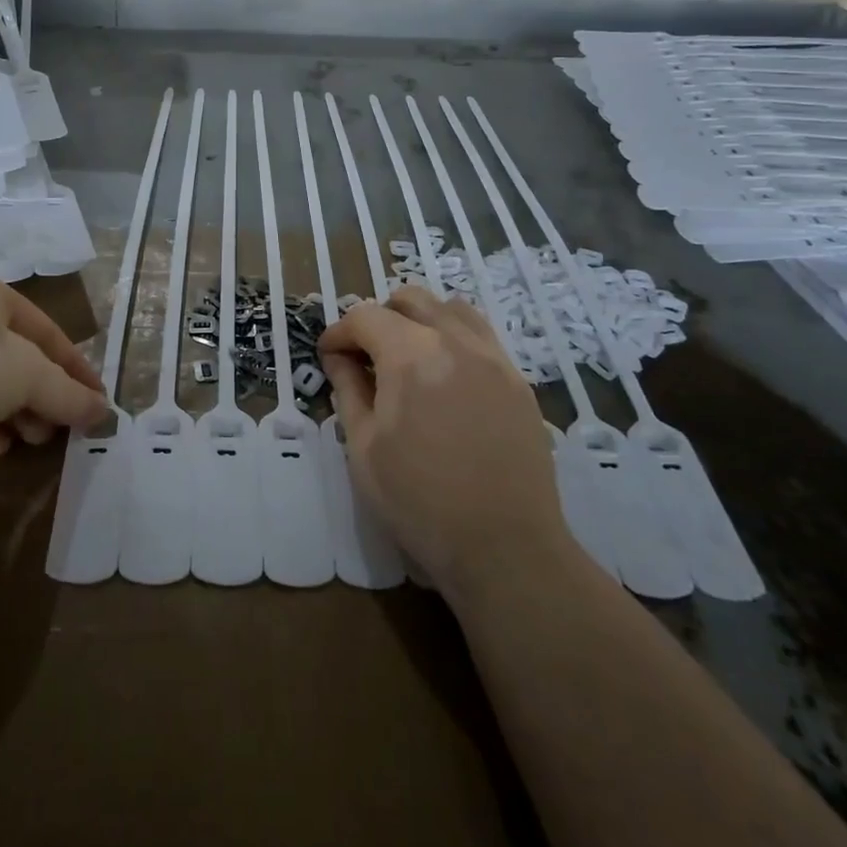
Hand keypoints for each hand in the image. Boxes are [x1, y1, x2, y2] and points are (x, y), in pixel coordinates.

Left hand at [0, 270, 105, 460]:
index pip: (46, 329)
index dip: (77, 367)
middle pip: (12, 357)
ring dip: (12, 413)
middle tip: (59, 429)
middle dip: (41, 395)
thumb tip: (105, 412)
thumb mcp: (27, 376)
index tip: (98, 402)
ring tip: (30, 443)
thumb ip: (69, 394)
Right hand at [318, 287, 567, 587]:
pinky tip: (445, 377)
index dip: (339, 332)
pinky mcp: (518, 382)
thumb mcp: (363, 447)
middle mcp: (456, 341)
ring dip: (421, 319)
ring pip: (452, 309)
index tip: (328, 356)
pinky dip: (454, 338)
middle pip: (411, 299)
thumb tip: (339, 358)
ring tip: (407, 356)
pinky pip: (481, 336)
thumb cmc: (419, 501)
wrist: (504, 547)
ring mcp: (494, 358)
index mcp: (412, 355)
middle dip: (379, 317)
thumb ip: (348, 390)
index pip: (366, 317)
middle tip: (365, 354)